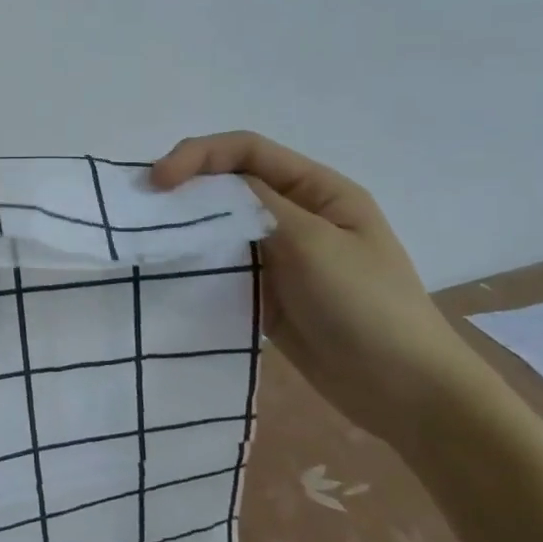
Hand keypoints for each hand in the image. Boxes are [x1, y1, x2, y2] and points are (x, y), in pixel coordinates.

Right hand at [151, 131, 480, 450]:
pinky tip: (170, 268)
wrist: (402, 391)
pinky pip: (223, 264)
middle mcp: (296, 213)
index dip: (199, 155)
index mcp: (318, 189)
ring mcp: (279, 253)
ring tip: (146, 236)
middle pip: (229, 183)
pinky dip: (196, 261)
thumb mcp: (314, 244)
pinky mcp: (265, 290)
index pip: (247, 151)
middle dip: (185, 186)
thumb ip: (258, 206)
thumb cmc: (367, 306)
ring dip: (186, 225)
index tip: (158, 181)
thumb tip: (205, 183)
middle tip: (140, 207)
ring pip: (221, 224)